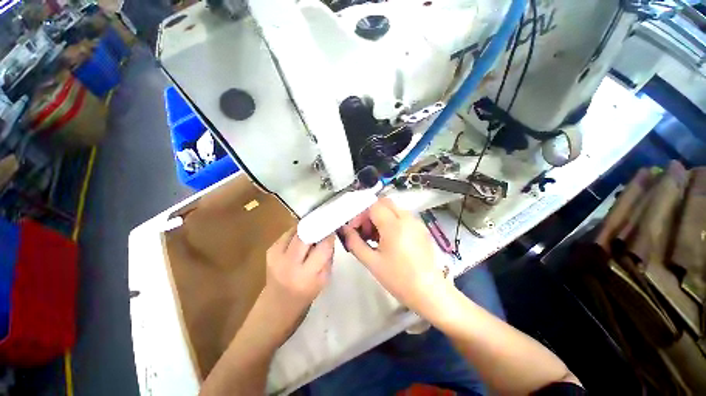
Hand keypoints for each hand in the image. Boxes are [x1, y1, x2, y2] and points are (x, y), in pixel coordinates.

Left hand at [260, 228, 333, 343]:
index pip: (323, 247)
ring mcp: (276, 256)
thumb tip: (329, 235)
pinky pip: (287, 234)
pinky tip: (300, 239)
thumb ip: (328, 256)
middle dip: (316, 227)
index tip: (333, 229)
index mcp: (307, 275)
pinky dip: (296, 233)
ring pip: (295, 231)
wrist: (277, 304)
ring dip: (306, 228)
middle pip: (305, 235)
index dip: (329, 236)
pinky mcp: (269, 251)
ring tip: (312, 231)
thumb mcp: (324, 279)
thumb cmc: (306, 293)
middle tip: (323, 224)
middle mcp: (289, 264)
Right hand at [341, 198, 448, 317]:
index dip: (361, 214)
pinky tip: (388, 240)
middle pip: (383, 203)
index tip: (355, 229)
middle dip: (370, 213)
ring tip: (375, 238)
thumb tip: (345, 230)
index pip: (373, 205)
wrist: (429, 292)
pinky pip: (402, 216)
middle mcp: (407, 218)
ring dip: (380, 217)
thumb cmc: (399, 279)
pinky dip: (391, 221)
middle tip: (365, 232)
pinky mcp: (421, 228)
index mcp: (394, 225)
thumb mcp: (372, 262)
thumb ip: (355, 243)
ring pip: (393, 208)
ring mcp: (416, 222)